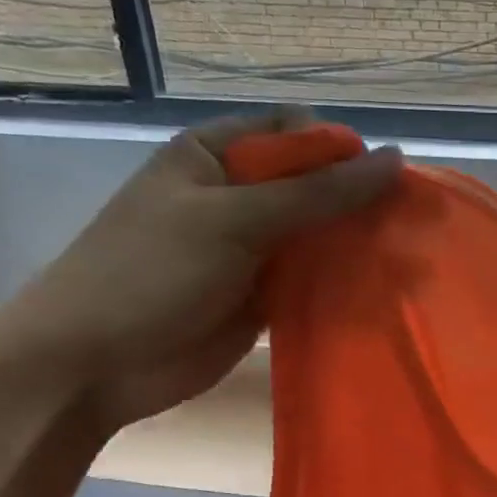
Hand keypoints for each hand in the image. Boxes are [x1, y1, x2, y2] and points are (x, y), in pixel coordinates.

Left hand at [0, 110, 401, 428]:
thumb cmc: (151, 271)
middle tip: (402, 226)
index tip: (379, 183)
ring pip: (318, 235)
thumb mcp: (234, 219)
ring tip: (402, 260)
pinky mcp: (262, 296)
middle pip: (313, 184)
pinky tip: (379, 290)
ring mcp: (251, 248)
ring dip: (353, 245)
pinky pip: (312, 279)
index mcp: (215, 155)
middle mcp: (237, 195)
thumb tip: (395, 159)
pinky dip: (341, 283)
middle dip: (355, 201)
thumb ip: (317, 192)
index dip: (339, 150)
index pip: (293, 132)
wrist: (94, 364)